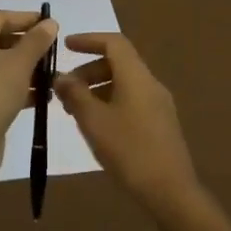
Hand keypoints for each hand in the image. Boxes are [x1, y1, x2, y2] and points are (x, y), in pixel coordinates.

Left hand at [0, 9, 58, 170]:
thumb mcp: (21, 62)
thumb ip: (37, 40)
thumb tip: (50, 23)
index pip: (0, 17)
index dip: (27, 19)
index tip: (51, 24)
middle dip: (28, 45)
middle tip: (53, 49)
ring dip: (25, 67)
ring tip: (52, 73)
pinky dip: (15, 85)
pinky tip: (40, 94)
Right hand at [53, 32, 199, 209]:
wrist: (170, 190)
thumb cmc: (128, 150)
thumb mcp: (93, 121)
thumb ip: (75, 94)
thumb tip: (61, 77)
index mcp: (136, 77)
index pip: (114, 43)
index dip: (88, 39)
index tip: (66, 46)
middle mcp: (150, 84)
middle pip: (118, 63)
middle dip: (88, 70)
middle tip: (64, 89)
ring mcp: (158, 104)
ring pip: (124, 83)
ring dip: (97, 88)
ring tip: (75, 110)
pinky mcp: (160, 123)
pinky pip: (131, 99)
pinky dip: (110, 101)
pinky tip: (96, 125)